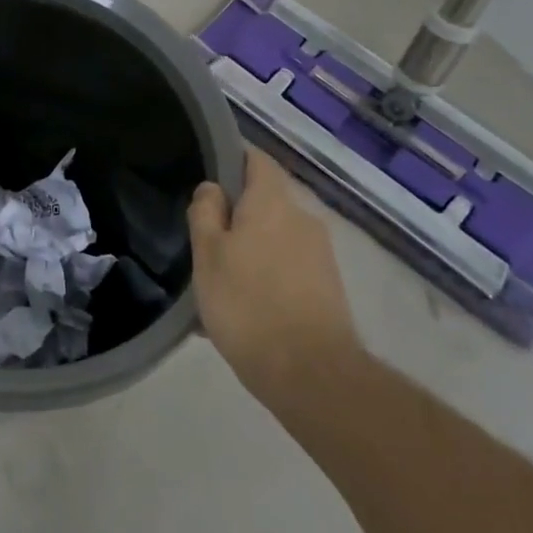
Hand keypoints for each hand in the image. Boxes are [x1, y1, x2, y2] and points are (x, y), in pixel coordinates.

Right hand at [188, 148, 363, 413]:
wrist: (311, 374)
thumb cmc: (247, 303)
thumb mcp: (207, 254)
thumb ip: (206, 212)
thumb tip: (213, 188)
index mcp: (272, 203)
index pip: (256, 159)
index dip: (232, 158)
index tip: (207, 173)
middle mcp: (303, 219)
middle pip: (265, 201)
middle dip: (237, 213)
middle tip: (204, 237)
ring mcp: (320, 255)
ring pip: (275, 237)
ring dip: (250, 248)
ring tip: (219, 279)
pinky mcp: (328, 288)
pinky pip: (287, 267)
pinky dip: (265, 275)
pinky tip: (243, 306)